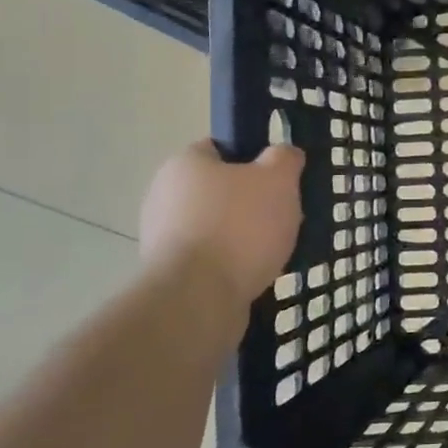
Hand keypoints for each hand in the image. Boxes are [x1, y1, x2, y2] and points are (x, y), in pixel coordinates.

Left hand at [140, 141, 303, 304]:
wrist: (198, 298)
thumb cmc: (239, 226)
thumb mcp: (278, 179)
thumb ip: (284, 158)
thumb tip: (283, 153)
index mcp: (185, 164)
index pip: (222, 148)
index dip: (255, 159)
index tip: (280, 179)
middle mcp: (165, 195)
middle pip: (221, 190)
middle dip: (253, 203)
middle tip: (284, 216)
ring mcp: (162, 237)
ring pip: (217, 226)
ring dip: (244, 236)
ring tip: (274, 251)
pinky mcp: (169, 274)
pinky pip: (210, 258)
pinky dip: (232, 263)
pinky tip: (254, 274)